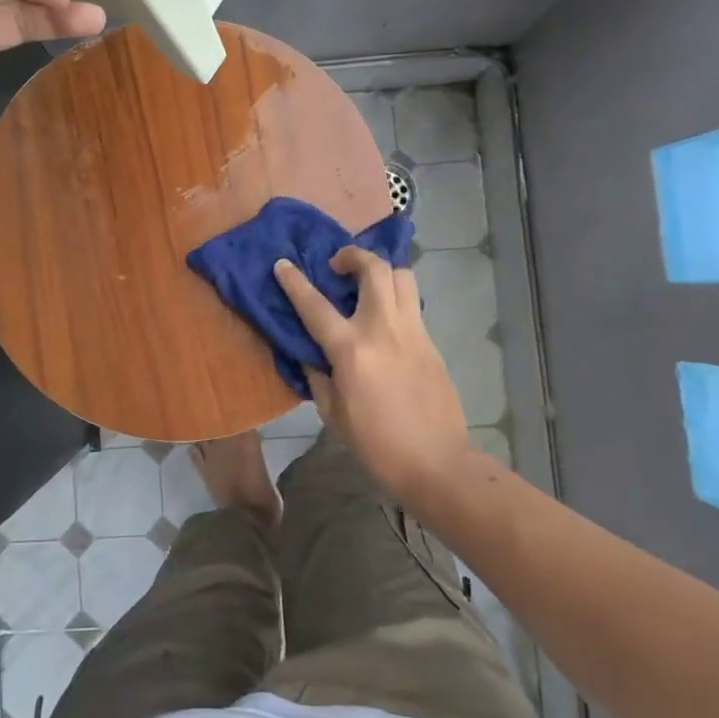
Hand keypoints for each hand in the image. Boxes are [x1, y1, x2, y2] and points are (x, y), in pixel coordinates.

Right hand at [274, 249, 470, 502]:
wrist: (435, 462)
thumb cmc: (376, 443)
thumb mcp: (333, 413)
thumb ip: (318, 375)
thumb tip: (311, 352)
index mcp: (352, 350)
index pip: (315, 305)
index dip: (295, 281)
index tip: (282, 263)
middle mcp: (383, 329)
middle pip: (374, 269)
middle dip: (353, 255)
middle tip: (337, 267)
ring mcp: (413, 332)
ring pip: (402, 277)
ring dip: (381, 270)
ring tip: (365, 284)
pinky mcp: (431, 342)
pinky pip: (411, 305)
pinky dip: (395, 299)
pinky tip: (383, 320)